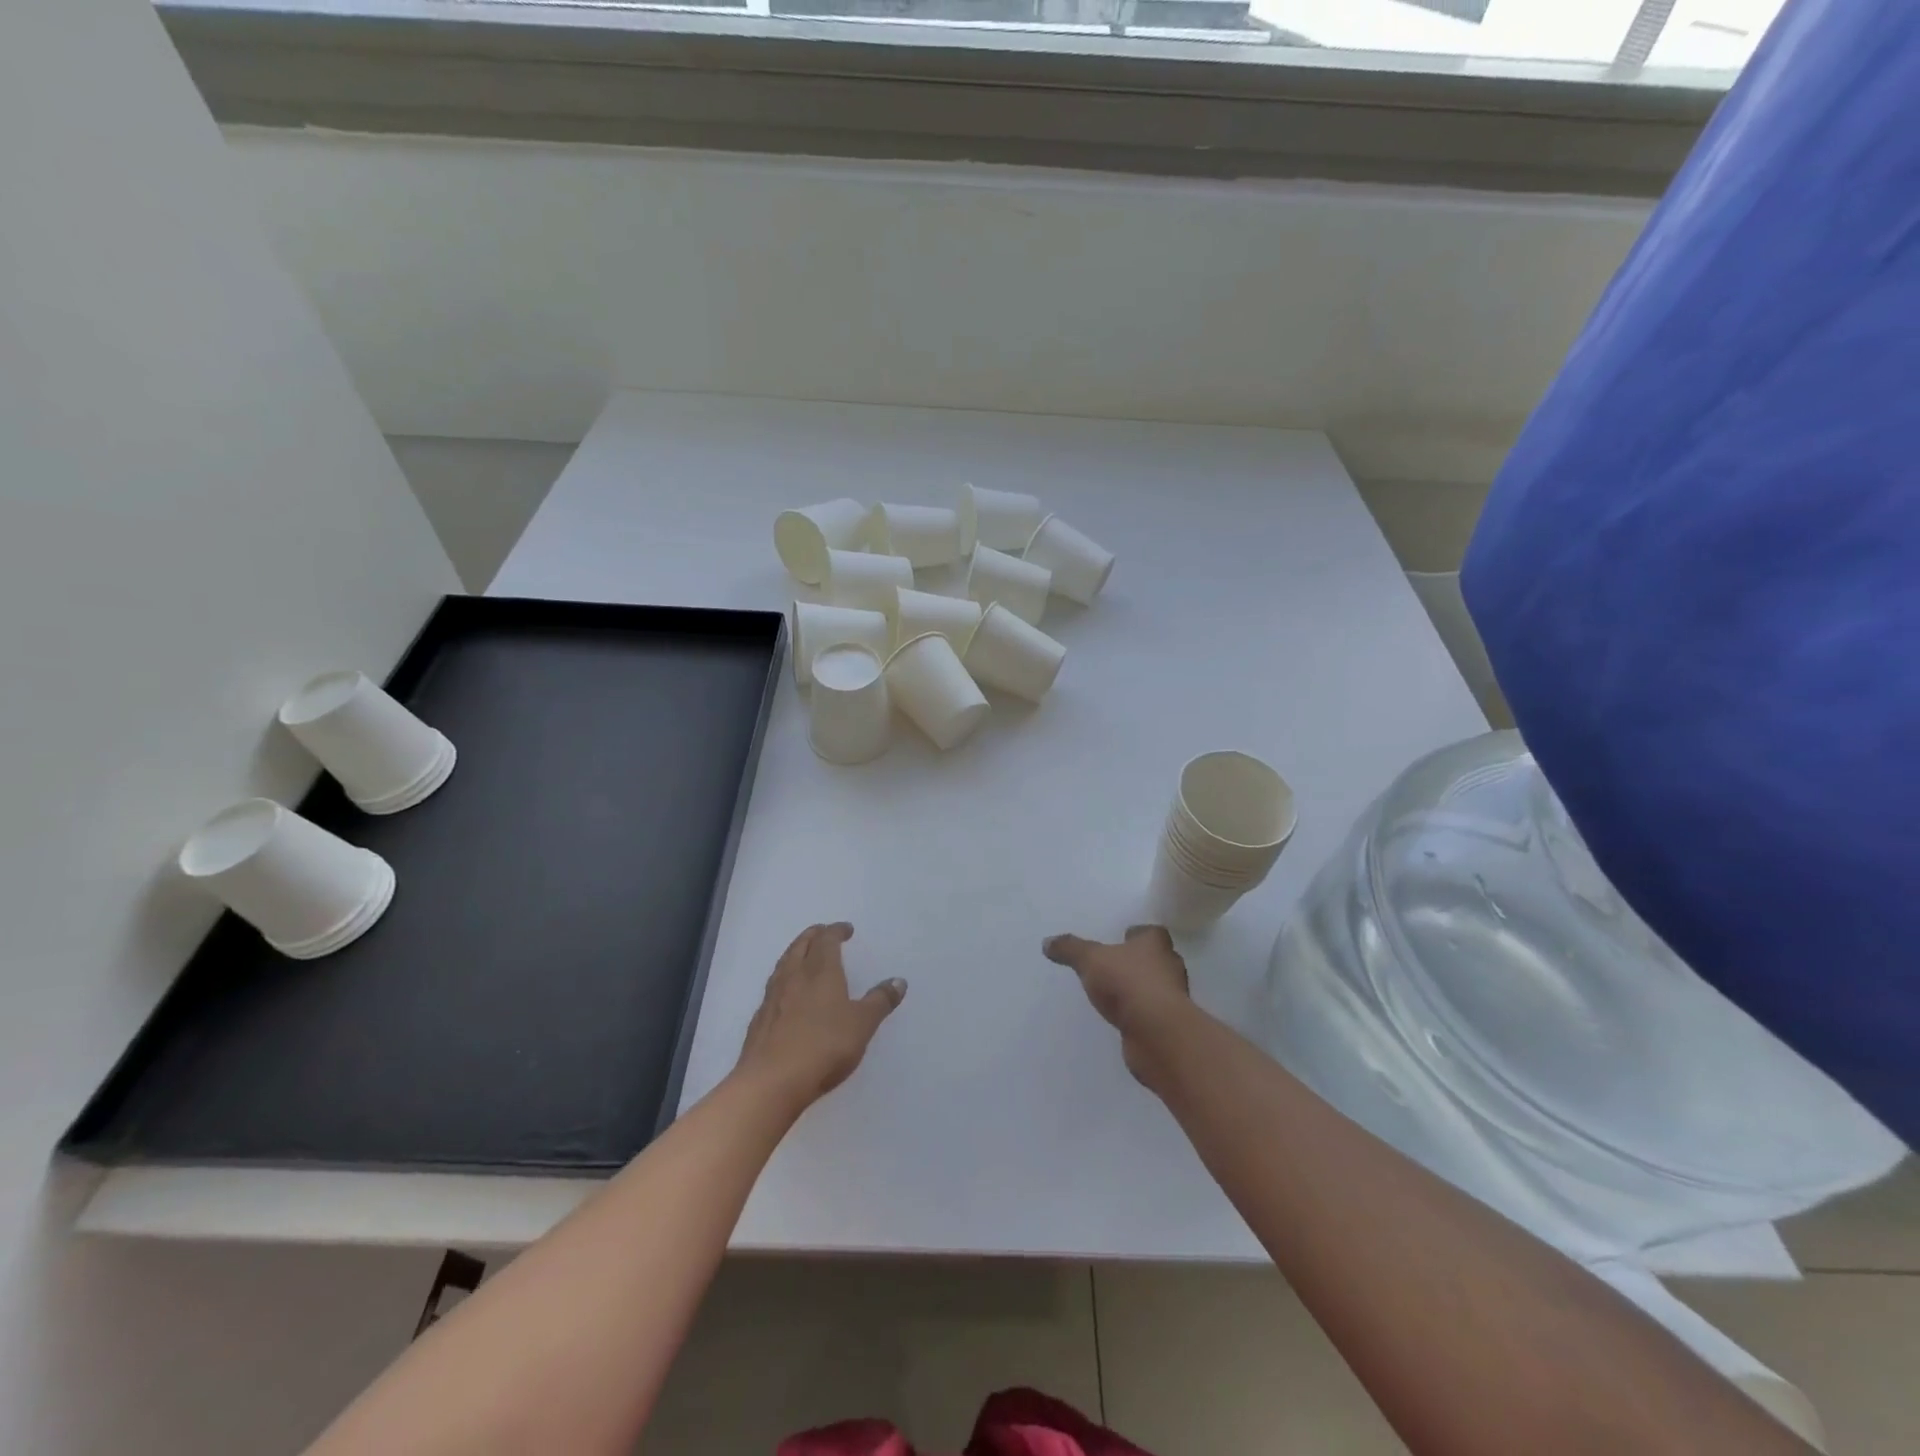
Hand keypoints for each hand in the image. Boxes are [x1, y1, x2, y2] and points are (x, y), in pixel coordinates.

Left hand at [735, 923, 904, 1108]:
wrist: (771, 1082)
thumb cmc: (824, 1046)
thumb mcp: (862, 1024)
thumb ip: (880, 1001)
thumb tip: (899, 981)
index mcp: (821, 971)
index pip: (827, 940)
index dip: (836, 931)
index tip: (846, 930)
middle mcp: (794, 976)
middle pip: (801, 945)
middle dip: (813, 935)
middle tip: (823, 933)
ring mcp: (773, 998)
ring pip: (783, 964)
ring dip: (795, 953)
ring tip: (804, 956)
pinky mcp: (759, 1020)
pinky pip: (773, 988)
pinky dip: (783, 980)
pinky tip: (787, 993)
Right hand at [1042, 925, 1192, 1084]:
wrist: (1157, 1033)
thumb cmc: (1127, 983)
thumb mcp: (1090, 960)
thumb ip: (1070, 949)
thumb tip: (1047, 942)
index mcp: (1155, 944)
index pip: (1151, 933)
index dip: (1138, 935)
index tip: (1123, 938)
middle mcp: (1169, 967)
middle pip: (1156, 959)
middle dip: (1139, 961)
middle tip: (1116, 965)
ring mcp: (1172, 998)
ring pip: (1156, 987)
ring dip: (1141, 989)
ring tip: (1116, 993)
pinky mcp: (1168, 1025)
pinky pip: (1152, 1013)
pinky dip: (1140, 1014)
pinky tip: (1123, 1018)